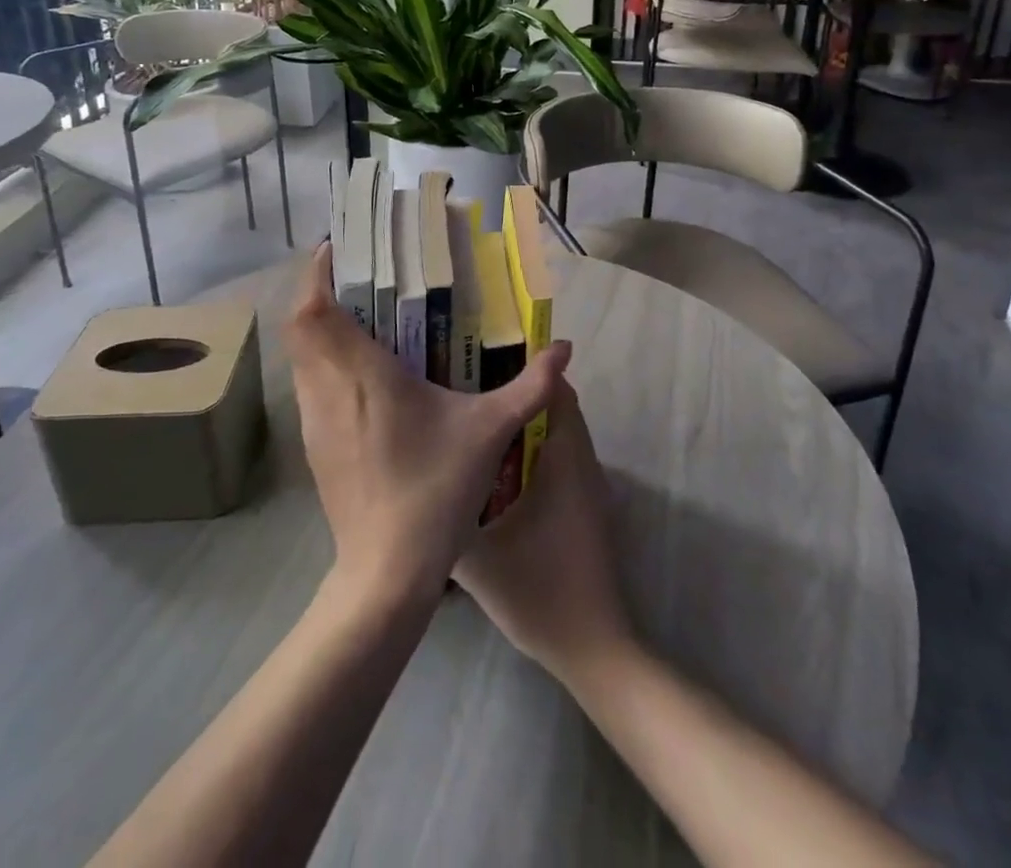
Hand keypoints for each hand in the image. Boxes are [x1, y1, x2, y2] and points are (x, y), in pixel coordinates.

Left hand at [287, 243, 566, 607]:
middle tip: (364, 278)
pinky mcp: (314, 447)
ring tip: (365, 318)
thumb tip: (566, 348)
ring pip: (301, 356)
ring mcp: (314, 421)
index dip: (319, 272)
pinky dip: (324, 363)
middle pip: (300, 325)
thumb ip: (531, 386)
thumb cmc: (434, 491)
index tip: (343, 249)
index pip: (313, 308)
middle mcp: (327, 389)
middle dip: (322, 292)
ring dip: (322, 328)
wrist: (385, 574)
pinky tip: (365, 376)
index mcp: (362, 373)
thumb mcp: (490, 432)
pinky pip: (309, 385)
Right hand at [453, 380, 633, 683]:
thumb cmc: (539, 591)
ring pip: (557, 436)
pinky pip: (559, 460)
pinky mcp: (584, 509)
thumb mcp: (477, 557)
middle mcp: (582, 463)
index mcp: (564, 459)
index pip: (555, 391)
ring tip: (474, 424)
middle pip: (556, 408)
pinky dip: (531, 452)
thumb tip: (416, 486)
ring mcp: (587, 488)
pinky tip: (494, 471)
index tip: (482, 361)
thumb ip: (445, 516)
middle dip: (516, 395)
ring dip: (524, 426)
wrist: (593, 649)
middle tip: (468, 391)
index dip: (525, 369)